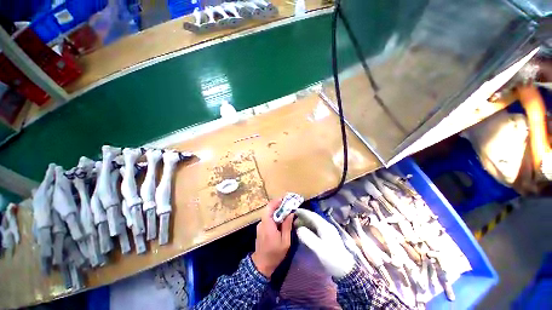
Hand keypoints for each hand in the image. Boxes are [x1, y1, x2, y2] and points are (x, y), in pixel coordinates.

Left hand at [251, 198, 293, 277]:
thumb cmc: (274, 254)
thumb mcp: (285, 242)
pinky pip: (268, 218)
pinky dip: (274, 216)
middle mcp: (262, 223)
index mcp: (267, 225)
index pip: (269, 208)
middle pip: (269, 209)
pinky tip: (281, 219)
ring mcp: (260, 225)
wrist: (261, 265)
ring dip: (277, 210)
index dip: (276, 202)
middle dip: (278, 205)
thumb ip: (287, 226)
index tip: (284, 199)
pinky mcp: (260, 228)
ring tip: (286, 210)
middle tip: (288, 204)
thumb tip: (291, 214)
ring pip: (268, 213)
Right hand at [295, 209, 354, 278]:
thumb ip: (308, 238)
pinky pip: (316, 226)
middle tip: (293, 220)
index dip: (303, 212)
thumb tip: (298, 229)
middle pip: (313, 217)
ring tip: (298, 225)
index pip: (312, 215)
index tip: (294, 211)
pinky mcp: (328, 235)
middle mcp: (326, 225)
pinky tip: (306, 230)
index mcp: (324, 226)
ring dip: (306, 221)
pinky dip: (309, 226)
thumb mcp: (319, 249)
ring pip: (315, 222)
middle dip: (303, 217)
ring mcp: (328, 230)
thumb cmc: (331, 258)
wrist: (346, 269)